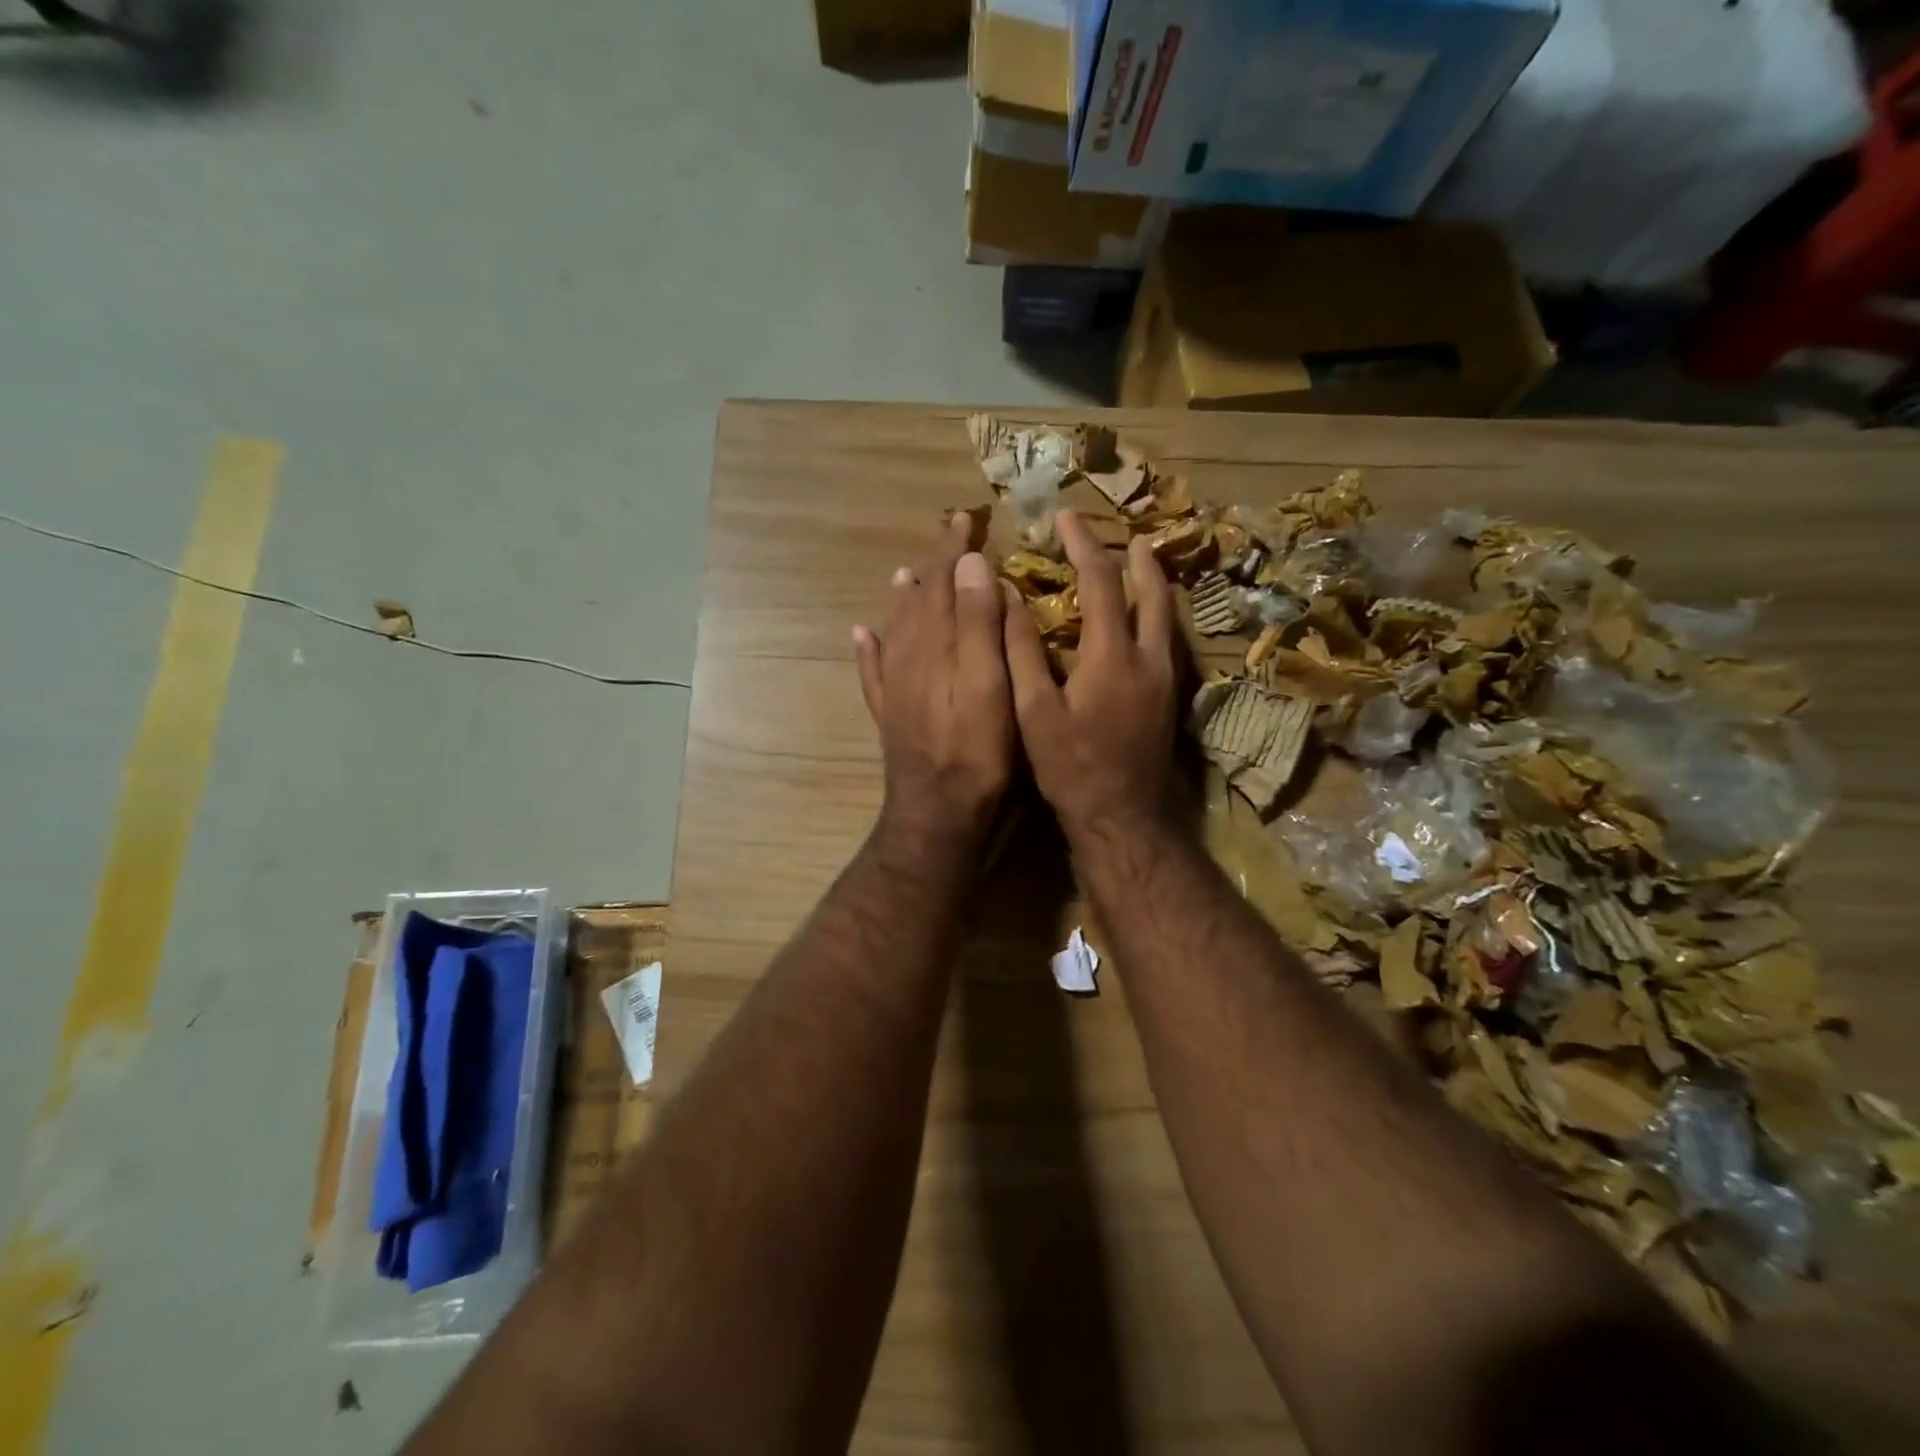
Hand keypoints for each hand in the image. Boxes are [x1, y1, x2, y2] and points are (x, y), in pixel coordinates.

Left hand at [854, 514, 1015, 844]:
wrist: (938, 817)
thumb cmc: (977, 755)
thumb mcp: (991, 686)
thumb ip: (978, 625)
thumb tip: (972, 564)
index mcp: (937, 646)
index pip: (944, 583)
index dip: (955, 550)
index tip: (967, 518)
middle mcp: (909, 659)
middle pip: (919, 601)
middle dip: (934, 567)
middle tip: (948, 539)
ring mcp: (896, 689)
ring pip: (895, 630)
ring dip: (903, 599)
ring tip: (904, 574)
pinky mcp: (891, 716)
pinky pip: (873, 671)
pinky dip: (868, 649)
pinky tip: (862, 634)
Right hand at [1003, 509, 1179, 846]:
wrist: (1121, 816)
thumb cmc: (1070, 766)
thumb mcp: (1033, 710)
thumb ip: (1021, 651)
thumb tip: (1008, 597)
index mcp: (1112, 654)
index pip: (1101, 581)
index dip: (1083, 544)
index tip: (1066, 517)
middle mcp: (1149, 657)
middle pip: (1151, 591)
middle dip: (1135, 557)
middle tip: (1121, 535)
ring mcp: (1166, 679)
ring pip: (1167, 615)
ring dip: (1153, 583)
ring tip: (1140, 564)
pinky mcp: (1170, 698)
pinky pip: (1169, 639)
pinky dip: (1157, 614)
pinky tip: (1145, 619)